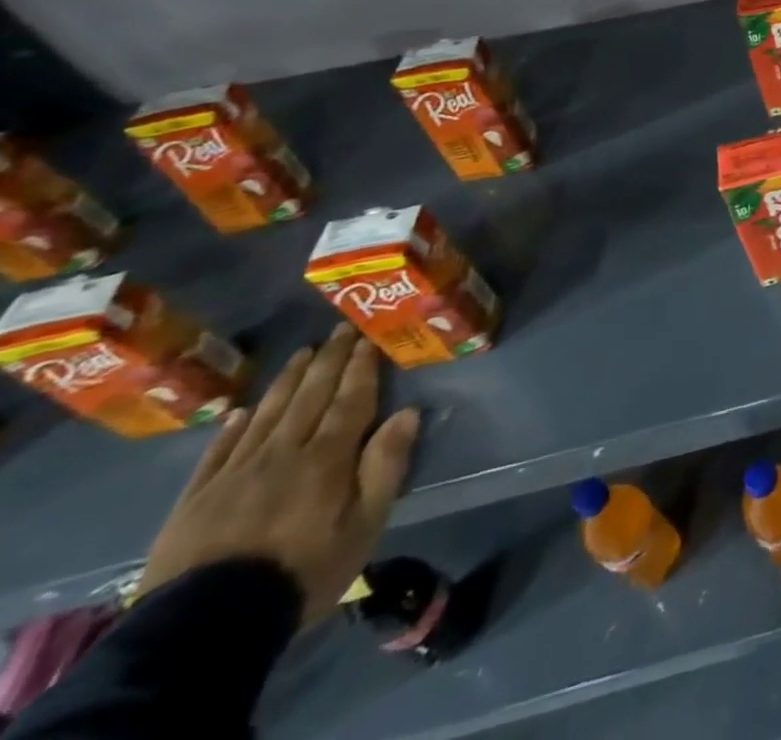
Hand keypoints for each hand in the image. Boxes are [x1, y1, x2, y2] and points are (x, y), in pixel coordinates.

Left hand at [140, 326, 420, 625]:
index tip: (368, 338)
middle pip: (309, 397)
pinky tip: (241, 412)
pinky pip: (218, 451)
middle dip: (328, 361)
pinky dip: (233, 427)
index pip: (351, 400)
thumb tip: (408, 413)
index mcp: (327, 457)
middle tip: (338, 330)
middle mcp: (283, 452)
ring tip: (301, 354)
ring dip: (287, 381)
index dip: (361, 367)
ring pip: (267, 414)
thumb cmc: (303, 571)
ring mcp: (235, 473)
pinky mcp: (196, 499)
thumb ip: (385, 466)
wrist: (205, 627)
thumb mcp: (364, 524)